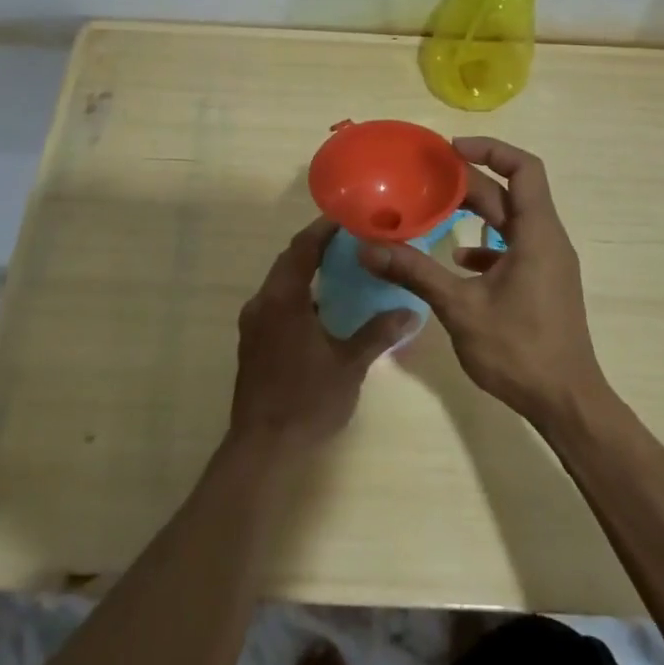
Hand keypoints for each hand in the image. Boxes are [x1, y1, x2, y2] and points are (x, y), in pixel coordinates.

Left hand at [230, 217, 413, 453]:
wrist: (263, 447)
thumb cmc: (307, 400)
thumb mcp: (349, 365)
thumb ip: (378, 333)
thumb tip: (411, 312)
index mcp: (283, 300)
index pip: (302, 248)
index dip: (323, 229)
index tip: (348, 217)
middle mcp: (262, 303)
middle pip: (288, 261)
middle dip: (316, 246)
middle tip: (351, 239)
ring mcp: (254, 324)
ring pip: (280, 283)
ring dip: (307, 271)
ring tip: (342, 268)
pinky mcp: (253, 342)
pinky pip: (277, 303)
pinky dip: (299, 294)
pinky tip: (324, 307)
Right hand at [357, 138, 609, 430]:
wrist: (565, 401)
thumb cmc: (518, 350)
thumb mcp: (460, 308)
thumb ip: (415, 272)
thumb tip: (368, 248)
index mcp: (537, 234)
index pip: (524, 168)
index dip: (490, 150)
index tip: (450, 150)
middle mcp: (547, 240)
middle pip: (511, 194)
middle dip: (470, 183)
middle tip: (427, 180)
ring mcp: (548, 263)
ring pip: (511, 222)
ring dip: (477, 213)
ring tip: (434, 211)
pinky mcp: (542, 284)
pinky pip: (514, 249)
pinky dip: (486, 246)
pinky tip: (457, 262)